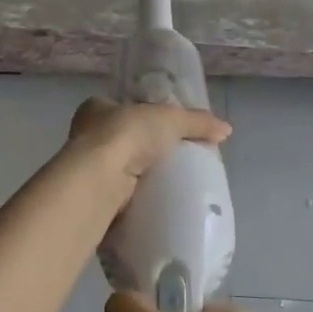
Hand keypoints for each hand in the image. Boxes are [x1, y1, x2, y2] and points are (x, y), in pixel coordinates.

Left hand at [64, 97, 230, 197]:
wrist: (101, 180)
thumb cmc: (127, 135)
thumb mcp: (170, 119)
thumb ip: (197, 121)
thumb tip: (227, 129)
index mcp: (96, 108)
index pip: (119, 107)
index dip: (139, 115)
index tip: (160, 128)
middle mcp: (85, 136)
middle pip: (119, 139)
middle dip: (140, 149)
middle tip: (169, 159)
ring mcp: (86, 169)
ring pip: (116, 170)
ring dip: (136, 177)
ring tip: (166, 184)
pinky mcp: (92, 197)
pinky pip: (117, 197)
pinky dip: (133, 200)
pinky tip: (153, 203)